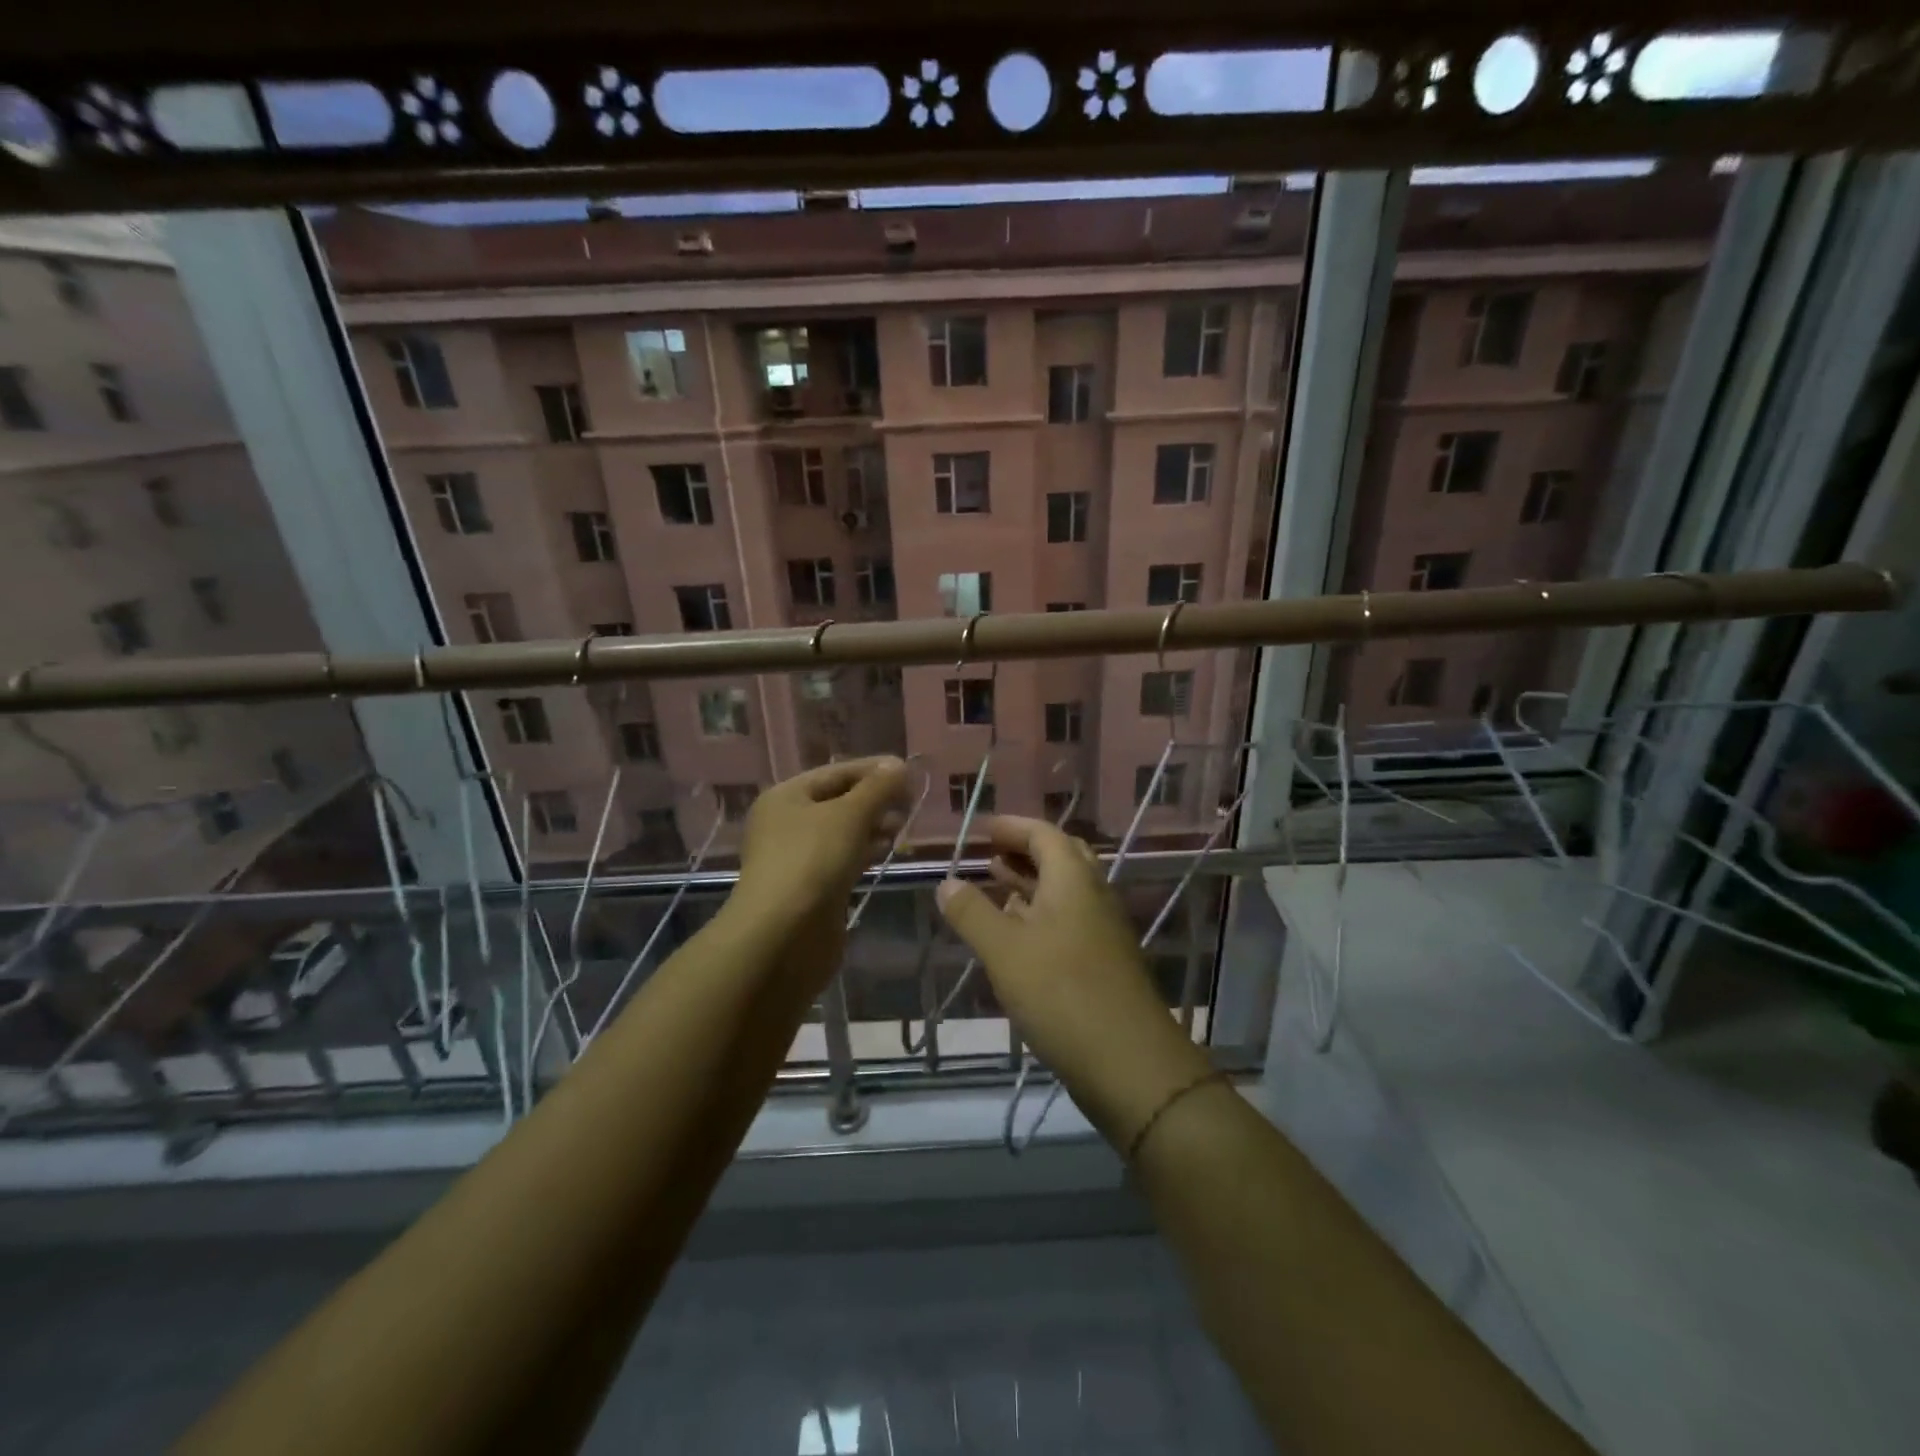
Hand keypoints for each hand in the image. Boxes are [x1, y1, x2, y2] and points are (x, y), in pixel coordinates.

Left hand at [734, 756, 909, 932]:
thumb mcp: (850, 815)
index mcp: (786, 796)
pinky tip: (887, 850)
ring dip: (873, 825)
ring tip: (904, 826)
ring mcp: (797, 857)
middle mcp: (786, 822)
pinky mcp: (811, 886)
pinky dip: (865, 850)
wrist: (782, 936)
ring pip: (842, 831)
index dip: (874, 770)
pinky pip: (842, 857)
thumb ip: (878, 788)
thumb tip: (898, 766)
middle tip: (911, 802)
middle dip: (875, 799)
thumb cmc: (812, 862)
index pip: (836, 772)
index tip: (910, 772)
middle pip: (838, 800)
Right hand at [935, 817, 1210, 1142]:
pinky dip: (1041, 914)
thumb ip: (972, 913)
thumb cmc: (1060, 992)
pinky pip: (1070, 920)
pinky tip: (1018, 934)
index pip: (1044, 834)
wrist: (1128, 1061)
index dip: (1013, 827)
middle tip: (990, 854)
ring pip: (1065, 891)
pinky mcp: (1104, 961)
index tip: (983, 830)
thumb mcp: (1003, 950)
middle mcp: (1094, 895)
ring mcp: (1103, 929)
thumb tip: (946, 882)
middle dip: (1024, 851)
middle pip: (1060, 857)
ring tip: (995, 885)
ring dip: (1031, 883)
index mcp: (1073, 879)